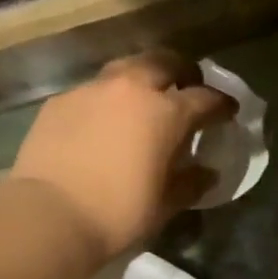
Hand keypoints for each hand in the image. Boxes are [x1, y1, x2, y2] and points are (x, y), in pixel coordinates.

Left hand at [11, 52, 235, 262]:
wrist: (49, 216)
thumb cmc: (118, 214)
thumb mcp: (164, 204)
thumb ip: (190, 183)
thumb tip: (206, 173)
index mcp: (165, 112)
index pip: (205, 98)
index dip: (221, 105)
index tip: (228, 112)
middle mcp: (131, 88)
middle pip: (164, 62)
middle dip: (182, 72)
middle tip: (187, 89)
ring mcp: (91, 90)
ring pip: (125, 69)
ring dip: (142, 79)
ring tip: (144, 101)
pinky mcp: (60, 102)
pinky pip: (93, 91)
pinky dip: (107, 100)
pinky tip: (104, 123)